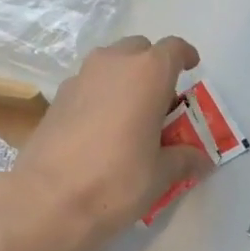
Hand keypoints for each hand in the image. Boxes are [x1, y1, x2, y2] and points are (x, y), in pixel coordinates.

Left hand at [10, 36, 213, 250]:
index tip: (192, 69)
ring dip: (126, 82)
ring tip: (134, 118)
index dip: (185, 57)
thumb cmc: (117, 181)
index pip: (173, 49)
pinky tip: (104, 131)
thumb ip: (184, 159)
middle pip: (139, 51)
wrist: (48, 200)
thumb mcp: (160, 175)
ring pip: (111, 66)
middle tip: (163, 104)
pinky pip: (89, 86)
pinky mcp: (57, 99)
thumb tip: (201, 159)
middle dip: (154, 69)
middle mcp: (112, 64)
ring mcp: (79, 78)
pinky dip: (102, 97)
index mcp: (146, 74)